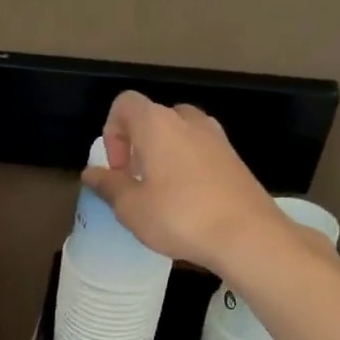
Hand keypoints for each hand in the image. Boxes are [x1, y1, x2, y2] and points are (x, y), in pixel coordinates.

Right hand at [82, 91, 300, 274]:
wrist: (248, 235)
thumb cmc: (180, 217)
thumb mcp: (131, 208)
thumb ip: (108, 185)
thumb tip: (91, 173)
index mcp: (158, 124)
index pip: (125, 104)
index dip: (111, 133)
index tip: (118, 169)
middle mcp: (189, 121)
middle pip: (153, 118)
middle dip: (138, 146)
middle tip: (136, 182)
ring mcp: (217, 138)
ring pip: (179, 135)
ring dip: (163, 157)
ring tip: (161, 194)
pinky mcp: (235, 159)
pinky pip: (200, 152)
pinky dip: (187, 167)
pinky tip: (188, 203)